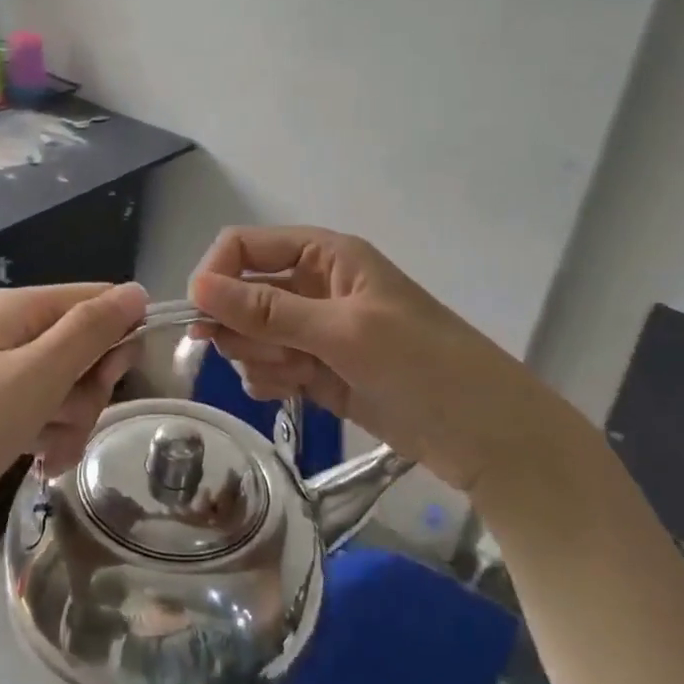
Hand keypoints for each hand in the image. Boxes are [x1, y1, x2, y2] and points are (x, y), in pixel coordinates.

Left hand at [0, 282, 147, 566]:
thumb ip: (90, 331)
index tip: (112, 379)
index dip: (117, 338)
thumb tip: (137, 290)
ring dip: (71, 422)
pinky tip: (41, 464)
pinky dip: (50, 438)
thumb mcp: (35, 376)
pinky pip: (42, 415)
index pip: (98, 301)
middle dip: (89, 389)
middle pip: (85, 347)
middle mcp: (12, 332)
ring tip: (47, 453)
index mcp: (21, 309)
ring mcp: (0, 374)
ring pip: (68, 387)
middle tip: (66, 417)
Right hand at [189, 226, 564, 492]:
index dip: (216, 275)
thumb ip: (269, 310)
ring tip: (296, 377)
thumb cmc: (424, 366)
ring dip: (258, 357)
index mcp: (324, 256)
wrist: (487, 437)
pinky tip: (292, 393)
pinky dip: (269, 380)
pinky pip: (266, 366)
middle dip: (244, 327)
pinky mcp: (316, 370)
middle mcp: (313, 287)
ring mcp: (314, 331)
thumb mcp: (345, 332)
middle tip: (272, 355)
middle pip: (241, 295)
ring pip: (249, 334)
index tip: (200, 319)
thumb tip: (196, 286)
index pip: (245, 247)